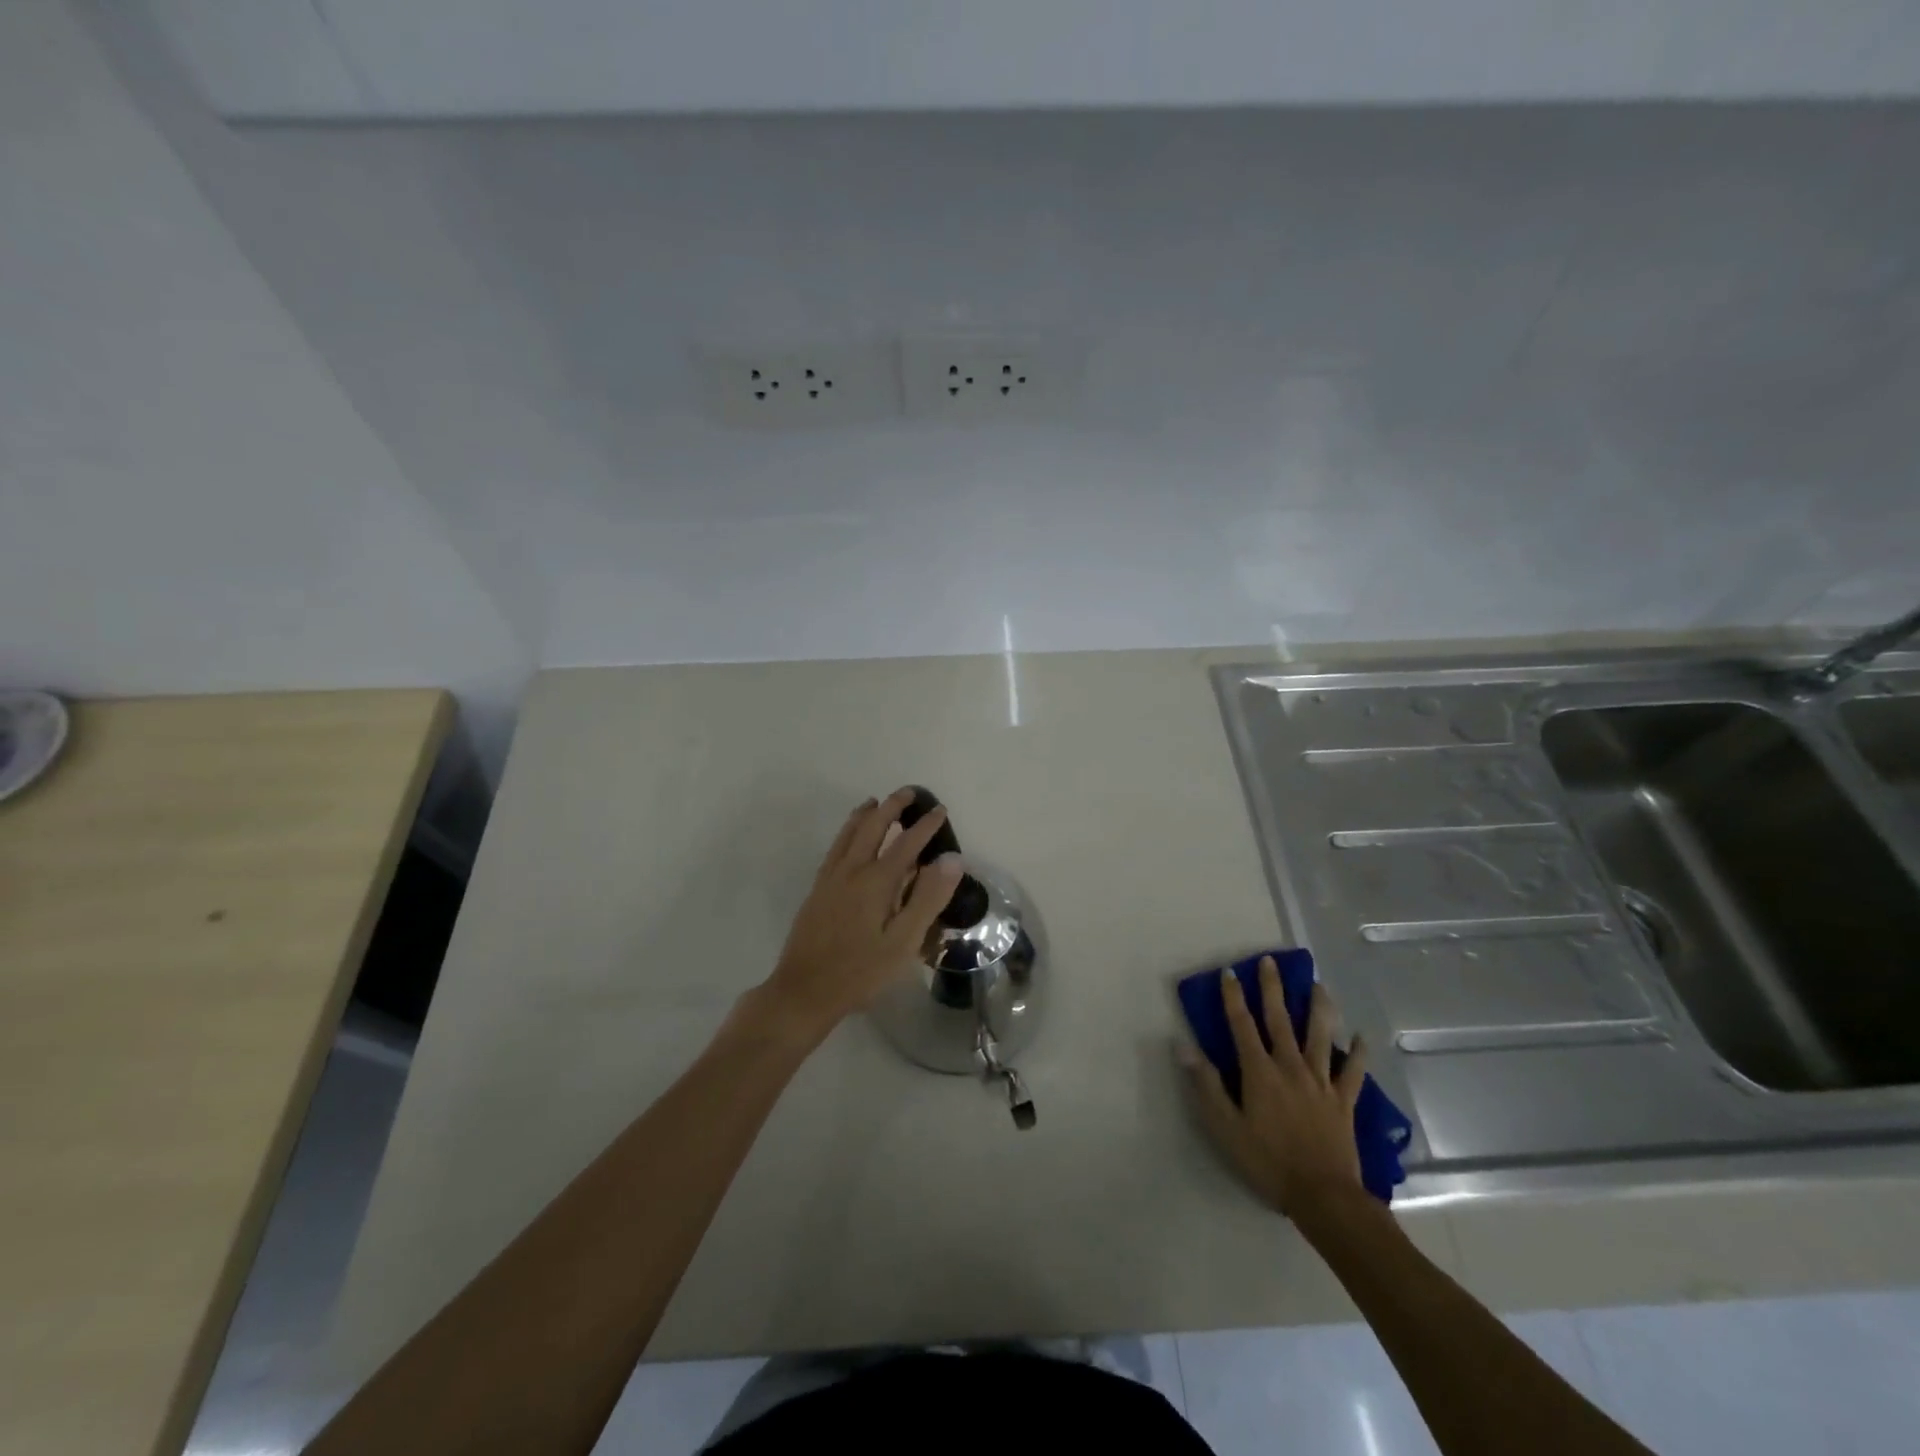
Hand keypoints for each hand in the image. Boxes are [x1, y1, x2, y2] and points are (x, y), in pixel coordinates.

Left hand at [756, 788, 962, 1040]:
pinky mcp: (817, 890)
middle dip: (892, 807)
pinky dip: (846, 831)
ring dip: (865, 814)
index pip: (907, 843)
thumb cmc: (860, 971)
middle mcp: (851, 870)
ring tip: (876, 802)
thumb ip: (927, 898)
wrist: (804, 991)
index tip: (940, 810)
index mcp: (876, 881)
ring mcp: (830, 878)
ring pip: (849, 834)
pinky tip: (849, 838)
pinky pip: (835, 847)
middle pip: (872, 827)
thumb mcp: (903, 942)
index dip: (925, 825)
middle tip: (908, 793)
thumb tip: (951, 860)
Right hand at [1180, 956, 1369, 1223]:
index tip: (1229, 972)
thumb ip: (1206, 1084)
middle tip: (1270, 961)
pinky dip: (1358, 1053)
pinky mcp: (1343, 1101)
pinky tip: (1362, 1037)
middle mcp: (1290, 1067)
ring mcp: (1320, 1082)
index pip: (1242, 1024)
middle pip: (1280, 1020)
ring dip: (1319, 1008)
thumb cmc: (1267, 1161)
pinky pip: (1353, 1072)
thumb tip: (1182, 1045)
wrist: (1324, 1197)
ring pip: (1320, 1036)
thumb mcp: (1225, 1126)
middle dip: (1273, 988)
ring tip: (1319, 985)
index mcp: (1259, 1071)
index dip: (1233, 997)